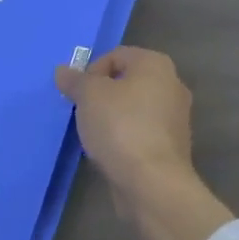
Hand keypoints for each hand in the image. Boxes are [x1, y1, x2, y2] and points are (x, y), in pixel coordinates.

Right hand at [56, 47, 233, 239]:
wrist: (152, 183)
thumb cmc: (121, 127)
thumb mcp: (88, 96)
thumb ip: (75, 80)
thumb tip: (62, 71)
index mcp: (156, 64)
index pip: (116, 55)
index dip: (91, 72)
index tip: (78, 95)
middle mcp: (172, 85)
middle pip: (126, 82)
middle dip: (101, 95)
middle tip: (83, 112)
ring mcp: (176, 118)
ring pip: (133, 109)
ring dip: (112, 118)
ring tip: (93, 134)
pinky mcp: (172, 147)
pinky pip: (140, 133)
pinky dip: (124, 138)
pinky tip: (109, 152)